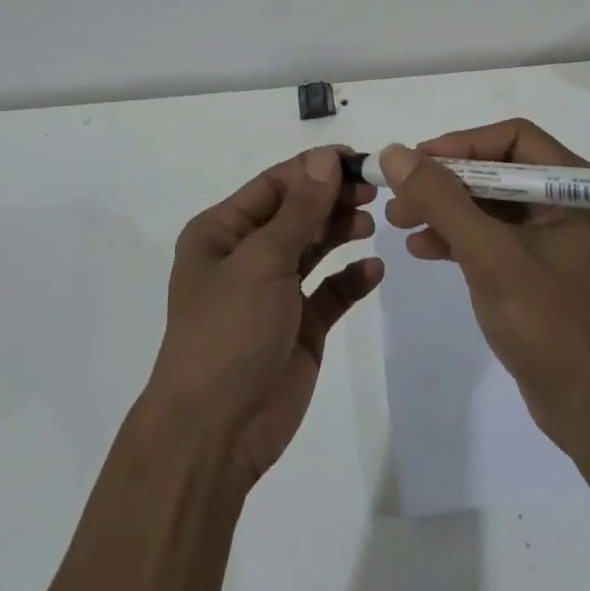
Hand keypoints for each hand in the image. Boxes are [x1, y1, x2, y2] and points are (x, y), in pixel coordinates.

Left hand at [145, 147, 383, 485]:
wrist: (215, 432)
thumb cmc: (228, 331)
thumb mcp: (261, 261)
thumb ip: (300, 210)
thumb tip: (326, 158)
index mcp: (222, 232)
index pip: (274, 185)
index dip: (313, 169)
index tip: (357, 159)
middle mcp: (246, 256)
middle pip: (297, 213)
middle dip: (332, 198)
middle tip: (374, 192)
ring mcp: (274, 292)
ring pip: (314, 247)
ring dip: (342, 231)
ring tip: (372, 222)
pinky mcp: (299, 327)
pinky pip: (330, 292)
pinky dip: (351, 279)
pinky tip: (374, 270)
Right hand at [380, 120, 589, 450]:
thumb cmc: (550, 324)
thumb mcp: (489, 255)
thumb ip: (441, 199)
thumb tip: (395, 153)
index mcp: (580, 189)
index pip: (514, 138)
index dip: (461, 144)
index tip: (417, 162)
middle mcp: (574, 204)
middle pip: (499, 170)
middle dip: (446, 182)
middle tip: (400, 195)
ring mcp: (560, 239)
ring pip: (493, 205)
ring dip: (447, 210)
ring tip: (400, 222)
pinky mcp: (545, 270)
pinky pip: (497, 237)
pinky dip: (461, 239)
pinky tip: (424, 249)